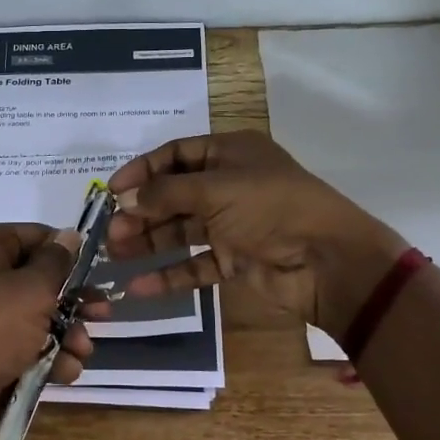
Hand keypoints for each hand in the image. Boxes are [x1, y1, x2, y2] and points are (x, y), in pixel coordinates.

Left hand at [0, 223, 92, 439]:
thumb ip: (58, 263)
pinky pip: (20, 344)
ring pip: (33, 316)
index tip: (98, 272)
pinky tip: (64, 372)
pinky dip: (45, 356)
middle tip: (103, 316)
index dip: (68, 253)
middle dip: (73, 301)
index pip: (34, 236)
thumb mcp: (31, 291)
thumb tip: (70, 235)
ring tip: (83, 352)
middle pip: (37, 279)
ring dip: (65, 333)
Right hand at [105, 131, 406, 337]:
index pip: (176, 154)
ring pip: (181, 230)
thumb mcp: (216, 189)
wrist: (328, 260)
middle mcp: (229, 184)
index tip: (112, 191)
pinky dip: (169, 274)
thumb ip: (166, 193)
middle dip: (141, 211)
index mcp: (230, 153)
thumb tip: (124, 200)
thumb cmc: (271, 207)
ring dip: (149, 241)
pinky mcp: (236, 260)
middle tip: (111, 230)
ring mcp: (232, 224)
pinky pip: (195, 264)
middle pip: (174, 195)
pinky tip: (139, 286)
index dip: (143, 170)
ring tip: (115, 254)